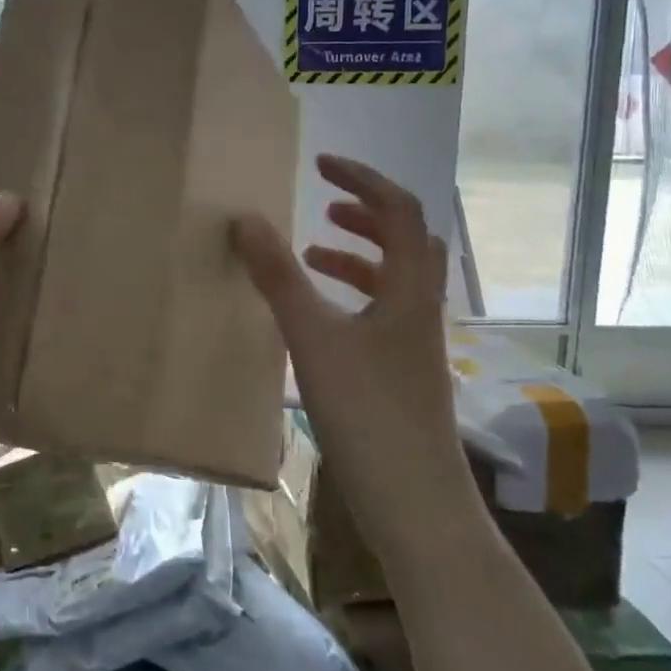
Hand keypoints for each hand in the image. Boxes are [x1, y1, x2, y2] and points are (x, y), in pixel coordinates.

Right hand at [234, 155, 465, 529]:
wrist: (416, 506)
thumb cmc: (368, 414)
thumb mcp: (313, 338)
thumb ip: (279, 276)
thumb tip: (247, 218)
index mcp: (411, 290)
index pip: (399, 210)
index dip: (363, 179)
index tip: (321, 165)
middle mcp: (422, 308)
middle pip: (407, 240)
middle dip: (366, 214)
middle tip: (323, 206)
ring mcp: (416, 344)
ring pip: (395, 279)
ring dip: (358, 255)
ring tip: (312, 252)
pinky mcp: (403, 373)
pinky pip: (382, 312)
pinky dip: (352, 296)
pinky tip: (318, 315)